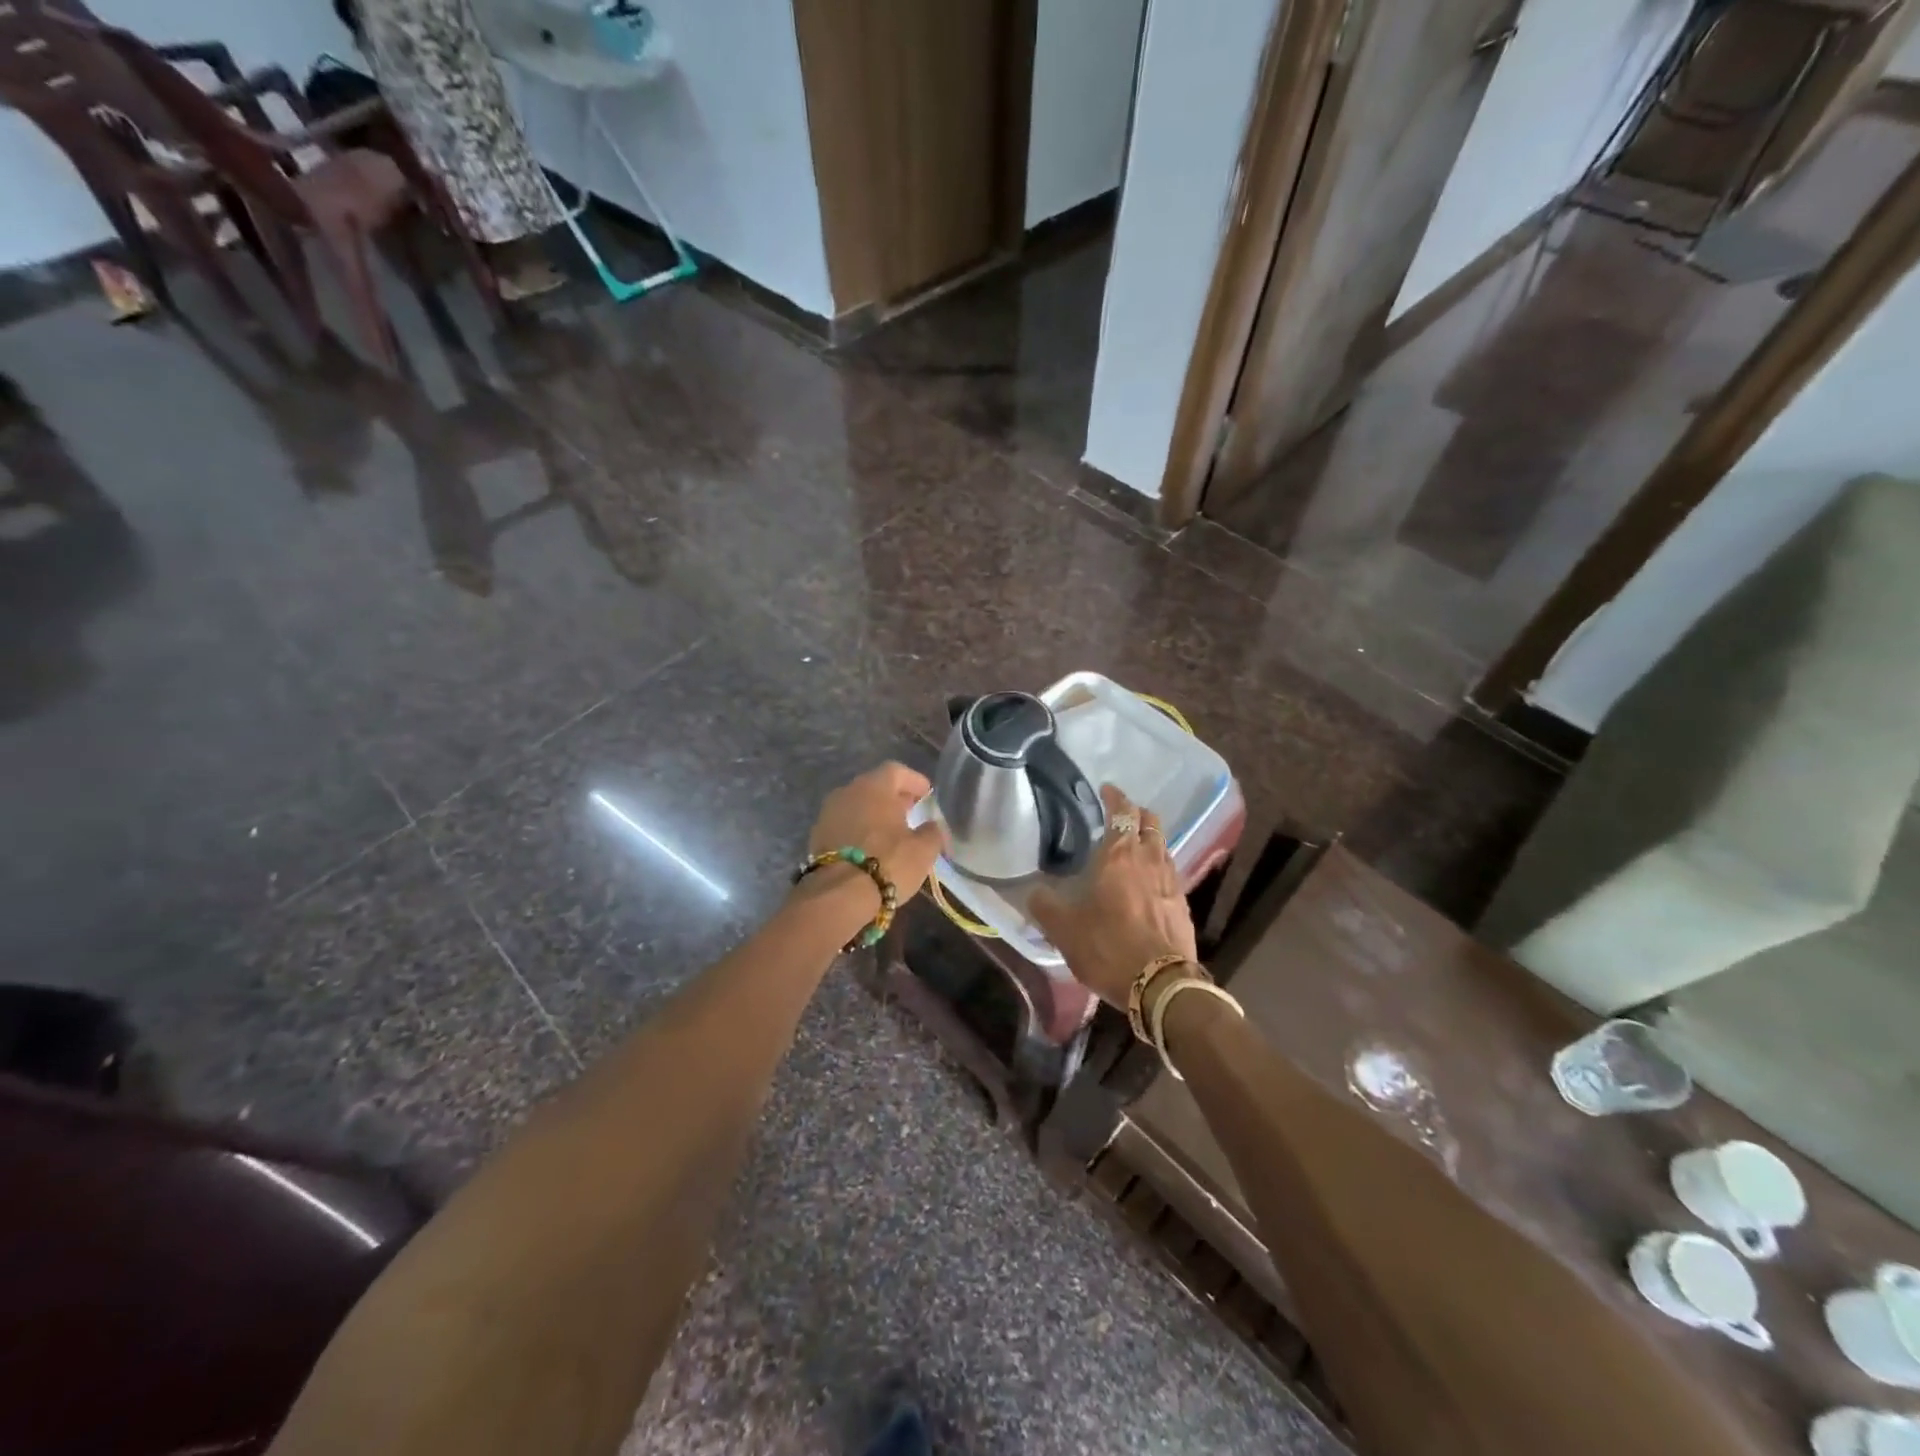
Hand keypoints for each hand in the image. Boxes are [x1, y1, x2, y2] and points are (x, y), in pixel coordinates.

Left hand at [805, 762, 947, 902]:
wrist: (838, 896)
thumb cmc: (888, 863)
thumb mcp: (923, 850)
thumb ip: (933, 832)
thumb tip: (932, 826)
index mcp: (874, 787)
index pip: (896, 771)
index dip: (914, 781)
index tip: (927, 794)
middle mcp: (847, 792)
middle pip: (874, 787)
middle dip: (894, 798)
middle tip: (911, 812)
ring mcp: (828, 813)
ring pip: (857, 806)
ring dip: (874, 814)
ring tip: (891, 833)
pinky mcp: (817, 836)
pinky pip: (844, 824)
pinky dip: (859, 830)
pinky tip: (870, 848)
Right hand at [1030, 785, 1197, 1008]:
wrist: (1161, 985)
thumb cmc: (1108, 947)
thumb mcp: (1064, 930)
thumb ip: (1045, 906)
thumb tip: (1033, 892)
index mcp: (1119, 856)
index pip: (1122, 812)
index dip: (1115, 797)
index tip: (1107, 789)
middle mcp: (1149, 859)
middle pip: (1150, 822)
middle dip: (1137, 813)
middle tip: (1122, 816)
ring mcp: (1171, 881)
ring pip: (1163, 845)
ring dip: (1150, 838)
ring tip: (1134, 847)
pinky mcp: (1182, 904)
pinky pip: (1170, 871)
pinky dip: (1158, 866)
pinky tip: (1148, 882)